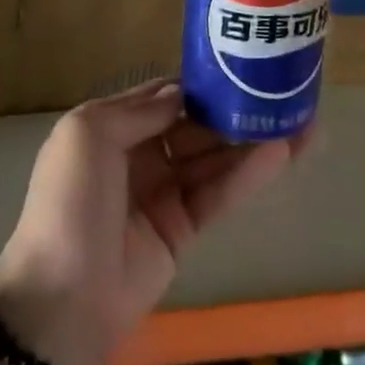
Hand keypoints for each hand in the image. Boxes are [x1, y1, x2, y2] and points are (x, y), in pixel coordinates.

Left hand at [0, 80, 308, 364]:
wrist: (61, 298)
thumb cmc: (70, 203)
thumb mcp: (87, 134)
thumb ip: (138, 109)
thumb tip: (182, 93)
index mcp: (109, 129)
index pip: (163, 97)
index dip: (199, 83)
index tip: (241, 65)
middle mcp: (137, 156)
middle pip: (194, 126)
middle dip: (234, 110)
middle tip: (283, 93)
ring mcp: (161, 194)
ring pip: (213, 160)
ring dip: (252, 141)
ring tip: (302, 122)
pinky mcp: (182, 230)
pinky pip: (218, 194)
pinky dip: (247, 175)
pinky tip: (281, 154)